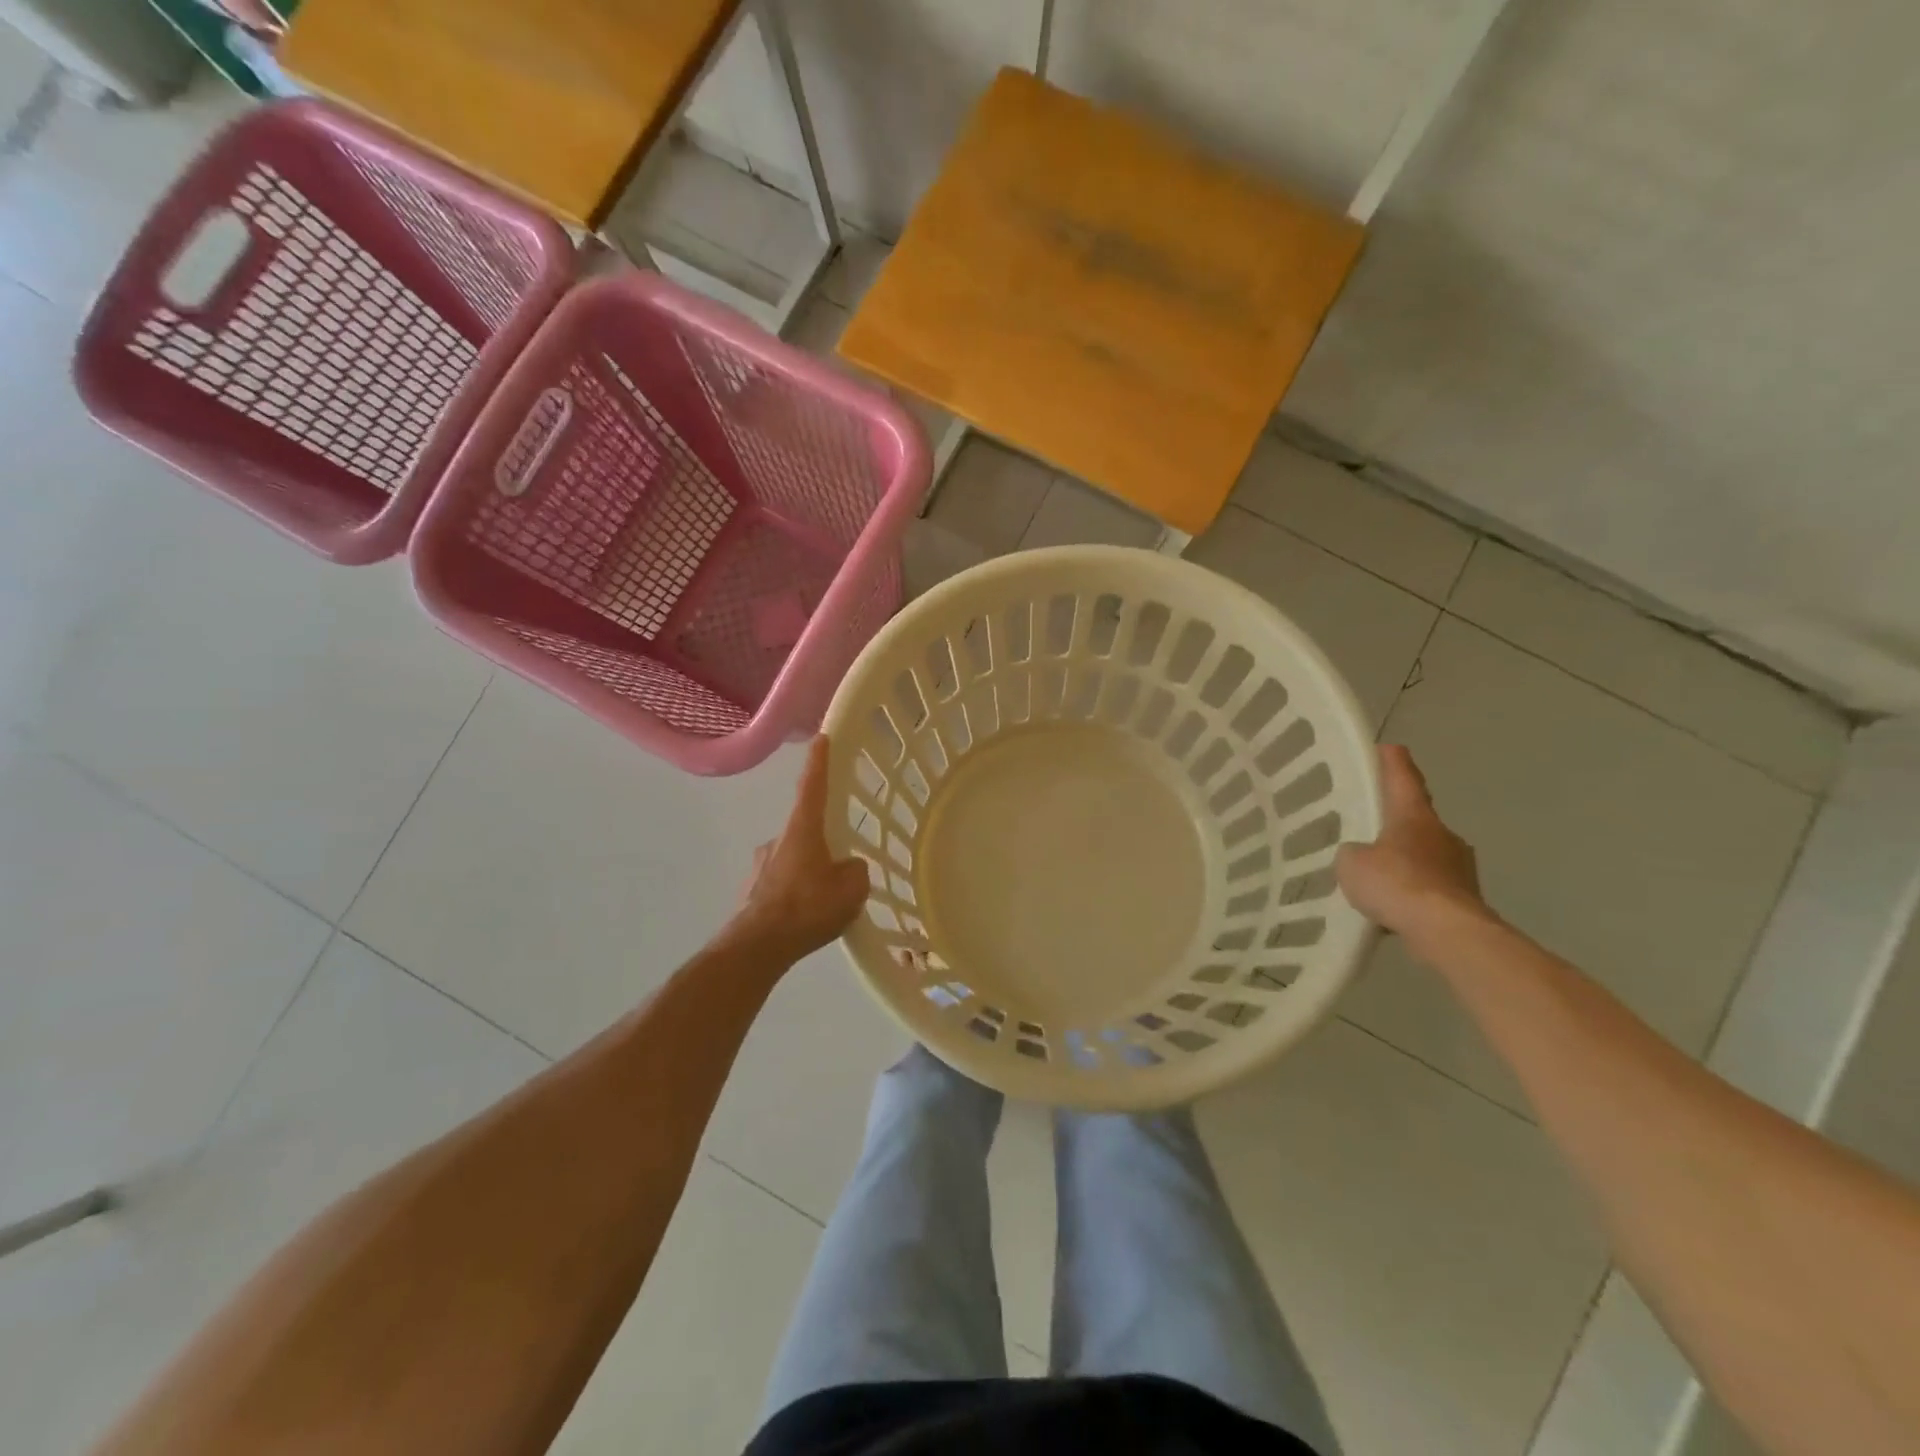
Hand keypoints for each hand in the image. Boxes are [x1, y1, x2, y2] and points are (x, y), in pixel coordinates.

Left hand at [732, 736, 870, 959]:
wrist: (756, 948)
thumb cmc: (807, 909)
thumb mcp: (851, 889)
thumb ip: (856, 871)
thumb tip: (848, 868)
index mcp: (802, 830)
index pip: (812, 786)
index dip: (819, 762)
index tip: (822, 738)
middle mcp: (777, 839)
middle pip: (805, 828)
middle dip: (823, 842)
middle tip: (840, 867)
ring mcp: (760, 865)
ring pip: (794, 859)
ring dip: (809, 872)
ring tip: (824, 902)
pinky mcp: (752, 891)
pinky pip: (782, 883)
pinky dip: (795, 893)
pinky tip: (805, 917)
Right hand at [1336, 745, 1487, 936]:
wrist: (1447, 932)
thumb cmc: (1397, 884)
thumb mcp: (1352, 863)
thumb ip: (1353, 853)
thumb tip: (1362, 857)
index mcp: (1414, 816)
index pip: (1402, 779)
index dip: (1392, 762)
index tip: (1387, 748)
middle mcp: (1442, 834)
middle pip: (1417, 818)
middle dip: (1397, 821)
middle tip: (1372, 826)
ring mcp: (1460, 867)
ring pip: (1426, 855)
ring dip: (1406, 861)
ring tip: (1379, 877)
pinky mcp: (1466, 899)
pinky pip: (1431, 887)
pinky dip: (1414, 892)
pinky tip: (1395, 908)